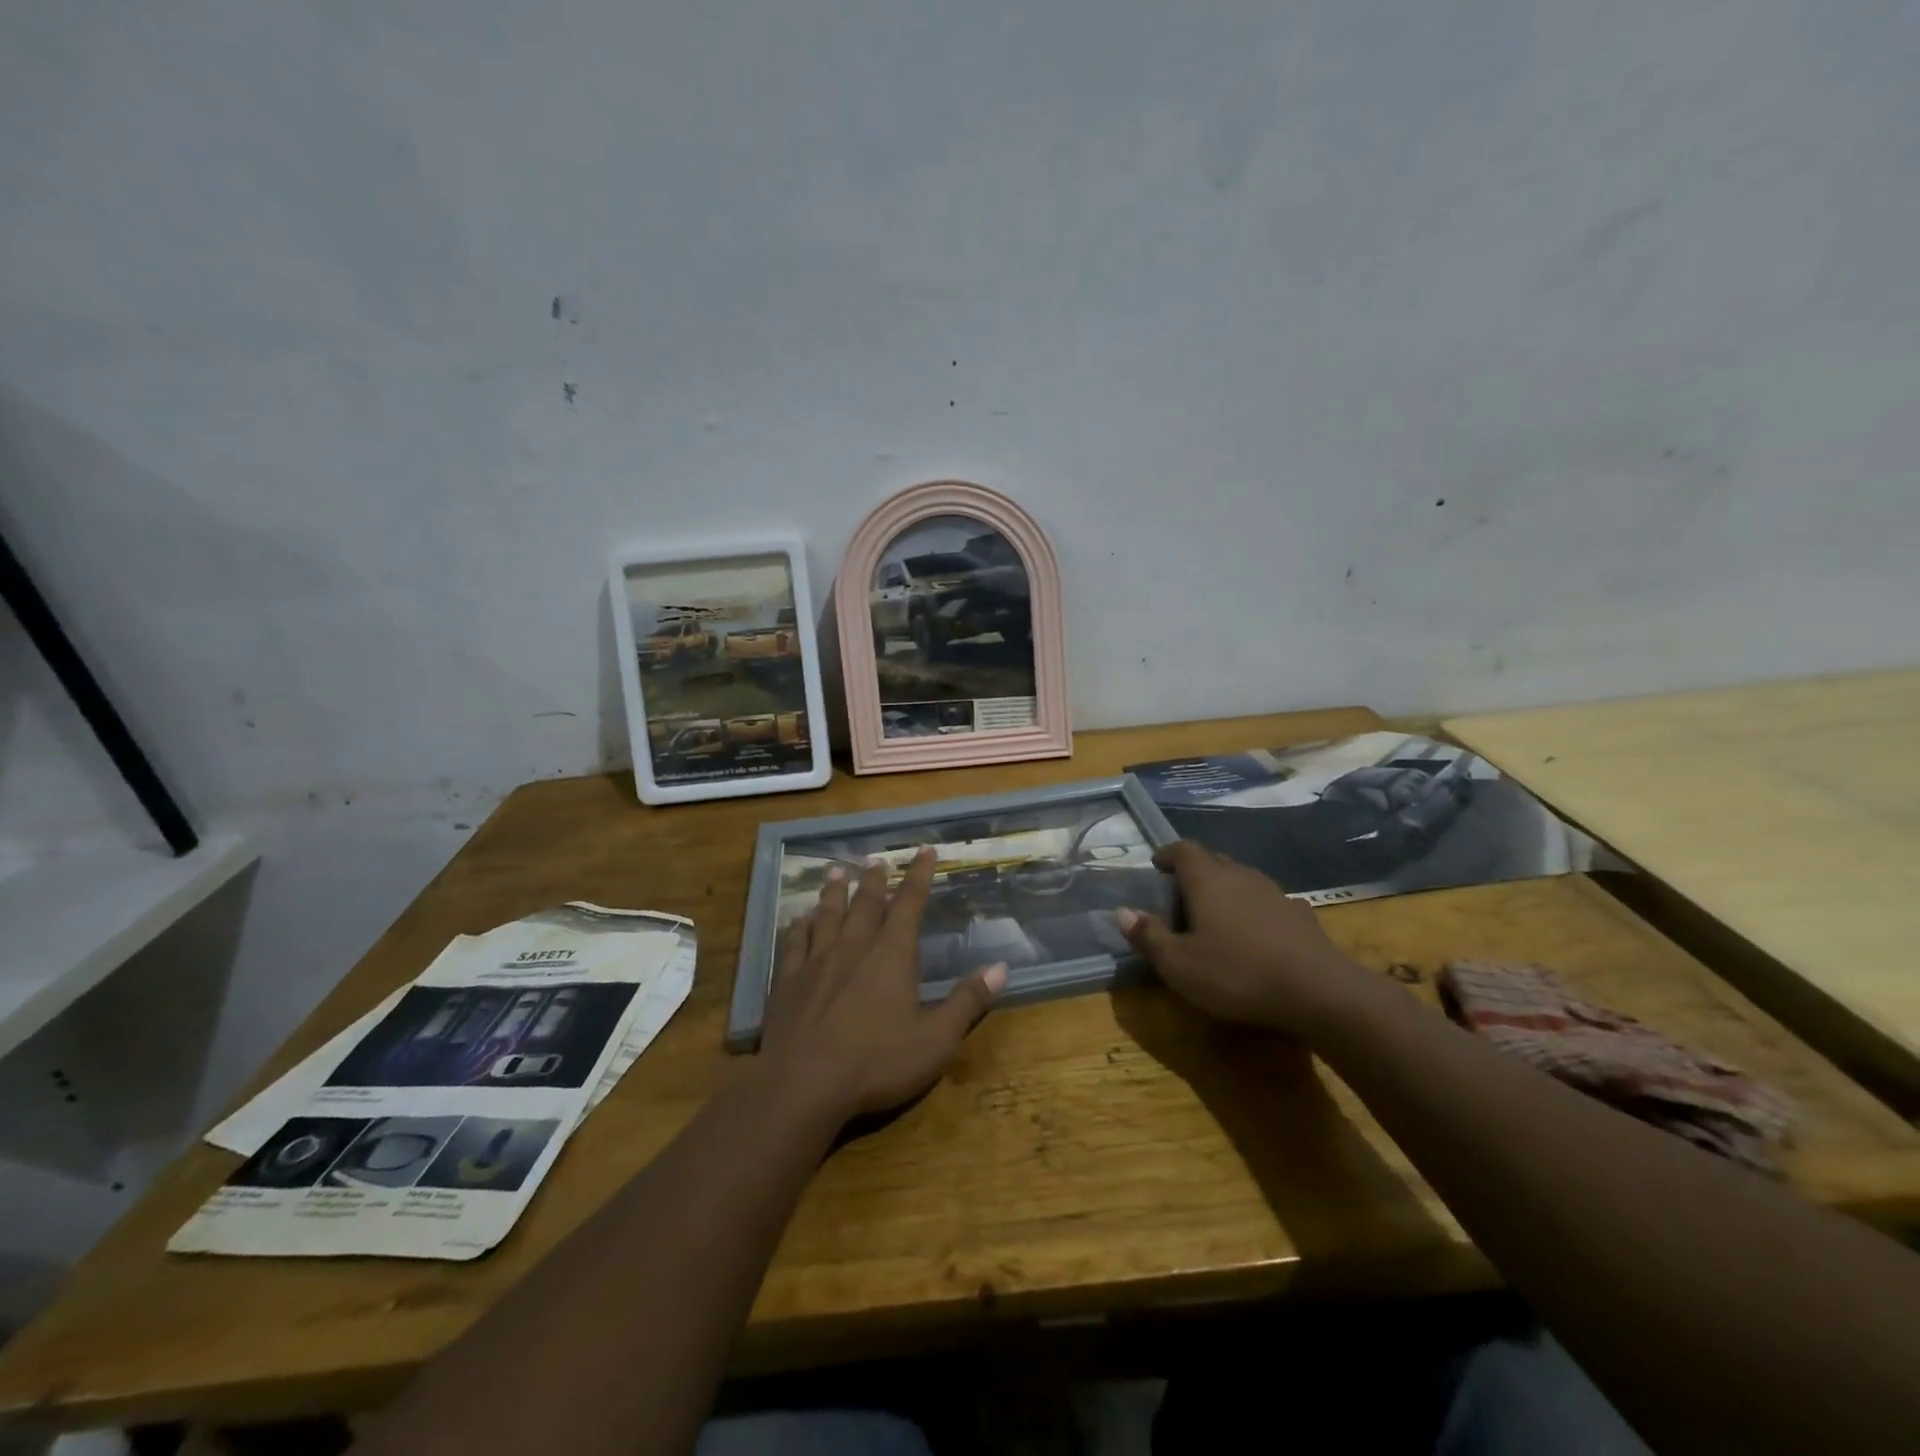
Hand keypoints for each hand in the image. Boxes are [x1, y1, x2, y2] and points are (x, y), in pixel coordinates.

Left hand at [759, 848, 1005, 1120]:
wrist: (802, 1086)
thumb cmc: (876, 1063)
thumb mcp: (935, 1039)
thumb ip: (967, 1002)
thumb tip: (1000, 967)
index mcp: (891, 955)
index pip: (909, 904)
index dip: (918, 875)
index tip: (924, 850)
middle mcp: (853, 947)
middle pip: (866, 903)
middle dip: (875, 879)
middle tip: (877, 859)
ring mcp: (816, 962)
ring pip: (827, 915)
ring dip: (834, 892)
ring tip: (837, 871)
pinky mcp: (787, 982)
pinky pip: (795, 942)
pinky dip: (799, 926)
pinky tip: (799, 918)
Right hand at [1119, 840, 1373, 1034]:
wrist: (1318, 990)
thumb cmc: (1237, 974)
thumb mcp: (1179, 965)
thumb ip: (1149, 936)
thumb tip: (1122, 912)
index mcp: (1206, 880)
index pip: (1183, 849)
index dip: (1167, 854)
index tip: (1157, 865)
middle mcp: (1240, 875)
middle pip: (1213, 859)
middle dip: (1194, 870)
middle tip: (1179, 893)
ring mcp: (1274, 892)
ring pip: (1242, 878)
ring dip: (1225, 888)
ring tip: (1215, 913)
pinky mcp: (1300, 914)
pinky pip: (1268, 901)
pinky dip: (1254, 909)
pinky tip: (1255, 933)